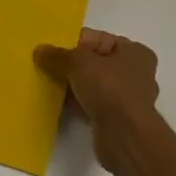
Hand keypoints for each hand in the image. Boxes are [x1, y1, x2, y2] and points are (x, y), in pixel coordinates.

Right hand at [34, 29, 161, 174]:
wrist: (125, 136)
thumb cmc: (109, 88)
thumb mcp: (78, 63)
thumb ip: (57, 55)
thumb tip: (39, 50)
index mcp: (134, 52)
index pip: (99, 39)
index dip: (75, 41)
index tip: (52, 47)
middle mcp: (135, 73)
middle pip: (96, 63)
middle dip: (72, 65)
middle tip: (46, 65)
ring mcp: (127, 99)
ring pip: (93, 85)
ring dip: (73, 85)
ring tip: (47, 83)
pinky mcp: (116, 120)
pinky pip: (91, 105)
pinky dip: (76, 103)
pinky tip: (56, 103)